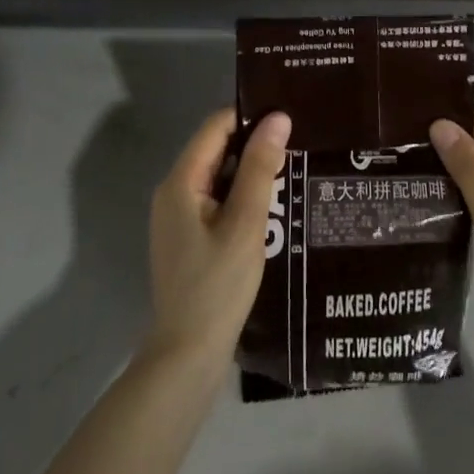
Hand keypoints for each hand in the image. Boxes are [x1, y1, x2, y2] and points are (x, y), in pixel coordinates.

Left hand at [144, 108, 291, 367]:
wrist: (188, 356)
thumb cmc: (218, 286)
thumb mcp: (246, 222)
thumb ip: (260, 168)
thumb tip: (278, 118)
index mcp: (181, 182)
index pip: (216, 126)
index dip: (251, 117)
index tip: (289, 118)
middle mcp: (174, 192)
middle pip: (216, 149)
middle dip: (254, 145)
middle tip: (299, 144)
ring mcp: (178, 216)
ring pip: (219, 176)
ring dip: (251, 172)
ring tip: (293, 170)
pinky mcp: (188, 237)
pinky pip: (217, 200)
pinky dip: (241, 196)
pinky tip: (273, 205)